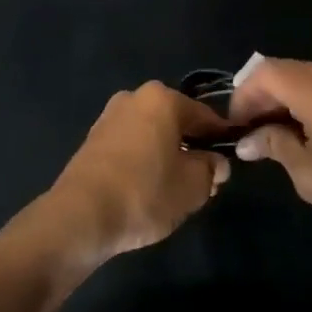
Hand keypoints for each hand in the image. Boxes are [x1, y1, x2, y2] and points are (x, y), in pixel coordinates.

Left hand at [44, 83, 228, 267]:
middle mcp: (134, 97)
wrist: (81, 214)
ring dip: (167, 154)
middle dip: (192, 147)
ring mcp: (110, 116)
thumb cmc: (145, 192)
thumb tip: (217, 163)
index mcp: (162, 99)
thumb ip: (211, 169)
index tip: (230, 161)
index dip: (220, 138)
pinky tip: (146, 188)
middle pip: (175, 122)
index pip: (204, 115)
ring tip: (175, 190)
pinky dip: (143, 160)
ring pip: (152, 133)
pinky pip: (131, 144)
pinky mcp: (93, 139)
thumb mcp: (193, 187)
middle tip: (204, 182)